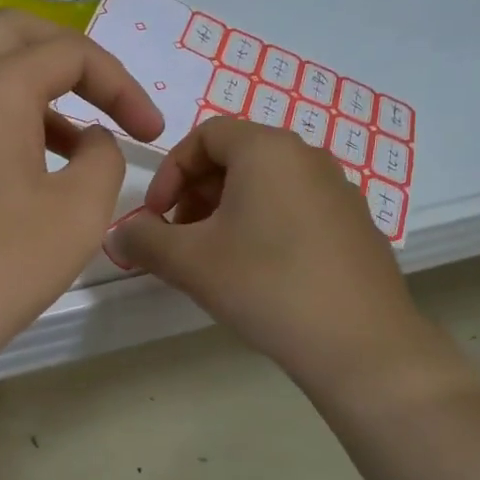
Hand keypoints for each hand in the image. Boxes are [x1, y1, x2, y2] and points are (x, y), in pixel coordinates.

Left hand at [0, 11, 163, 410]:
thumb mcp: (79, 212)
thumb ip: (103, 158)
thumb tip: (89, 141)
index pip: (70, 53)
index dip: (123, 86)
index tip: (151, 133)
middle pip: (14, 35)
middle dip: (71, 58)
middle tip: (106, 99)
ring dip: (35, 94)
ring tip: (75, 150)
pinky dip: (1, 123)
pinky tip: (22, 178)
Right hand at [109, 118, 452, 400]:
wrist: (360, 343)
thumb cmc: (266, 285)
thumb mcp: (189, 262)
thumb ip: (143, 241)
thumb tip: (119, 235)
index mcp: (267, 150)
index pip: (205, 135)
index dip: (169, 172)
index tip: (155, 216)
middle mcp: (307, 157)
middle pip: (235, 157)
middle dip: (195, 194)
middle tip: (179, 240)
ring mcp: (338, 190)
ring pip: (265, 186)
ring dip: (226, 212)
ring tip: (213, 260)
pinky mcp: (354, 225)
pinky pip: (294, 209)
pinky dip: (262, 226)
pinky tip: (258, 274)